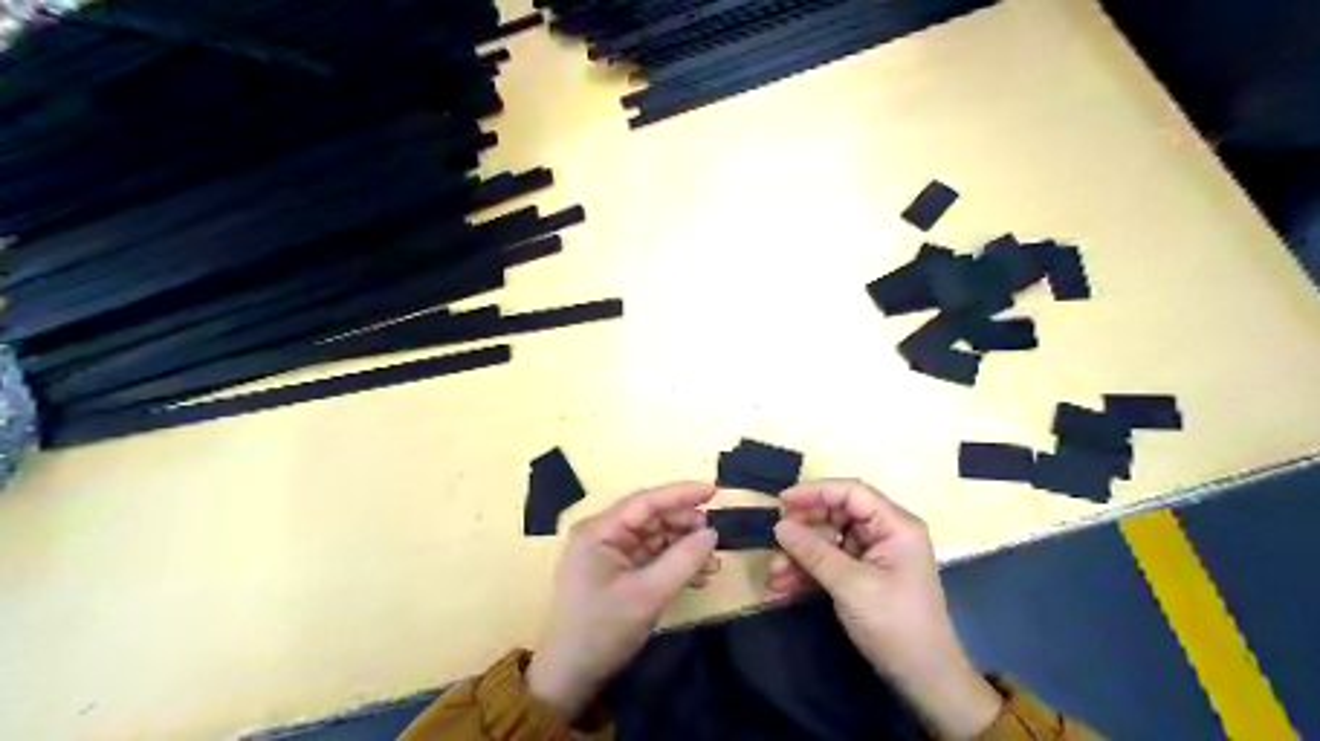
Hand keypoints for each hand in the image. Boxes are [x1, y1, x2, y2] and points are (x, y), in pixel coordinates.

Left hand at [524, 480, 720, 716]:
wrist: (570, 677)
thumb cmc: (603, 630)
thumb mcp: (647, 595)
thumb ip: (682, 560)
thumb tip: (712, 532)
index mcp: (599, 530)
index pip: (645, 501)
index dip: (681, 493)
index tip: (715, 491)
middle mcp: (602, 534)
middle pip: (650, 517)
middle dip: (684, 523)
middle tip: (715, 534)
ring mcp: (609, 553)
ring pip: (654, 536)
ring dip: (682, 545)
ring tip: (711, 558)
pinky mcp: (616, 572)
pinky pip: (650, 556)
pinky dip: (673, 562)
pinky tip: (697, 573)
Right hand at [763, 478, 999, 737]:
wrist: (924, 680)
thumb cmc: (895, 624)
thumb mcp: (851, 586)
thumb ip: (814, 552)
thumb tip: (780, 526)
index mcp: (895, 525)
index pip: (851, 492)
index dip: (815, 492)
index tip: (781, 502)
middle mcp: (884, 533)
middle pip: (835, 515)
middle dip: (803, 532)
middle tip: (773, 543)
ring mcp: (873, 555)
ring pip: (827, 541)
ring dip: (799, 557)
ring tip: (774, 577)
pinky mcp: (862, 576)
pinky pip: (829, 563)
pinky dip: (808, 573)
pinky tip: (784, 588)